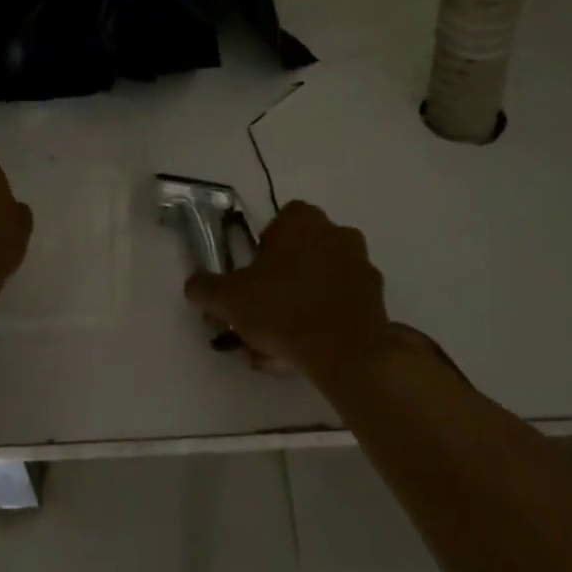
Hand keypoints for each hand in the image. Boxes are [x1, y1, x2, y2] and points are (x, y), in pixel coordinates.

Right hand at [184, 201, 392, 378]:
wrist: (346, 351)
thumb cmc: (283, 310)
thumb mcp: (229, 299)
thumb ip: (206, 288)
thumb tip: (194, 284)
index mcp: (303, 221)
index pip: (281, 221)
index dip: (265, 247)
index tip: (254, 276)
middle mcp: (337, 232)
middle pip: (303, 249)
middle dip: (285, 275)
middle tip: (266, 308)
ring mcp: (362, 264)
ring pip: (324, 277)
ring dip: (306, 298)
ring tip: (285, 339)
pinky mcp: (377, 297)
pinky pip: (343, 301)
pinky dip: (328, 317)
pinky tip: (310, 347)